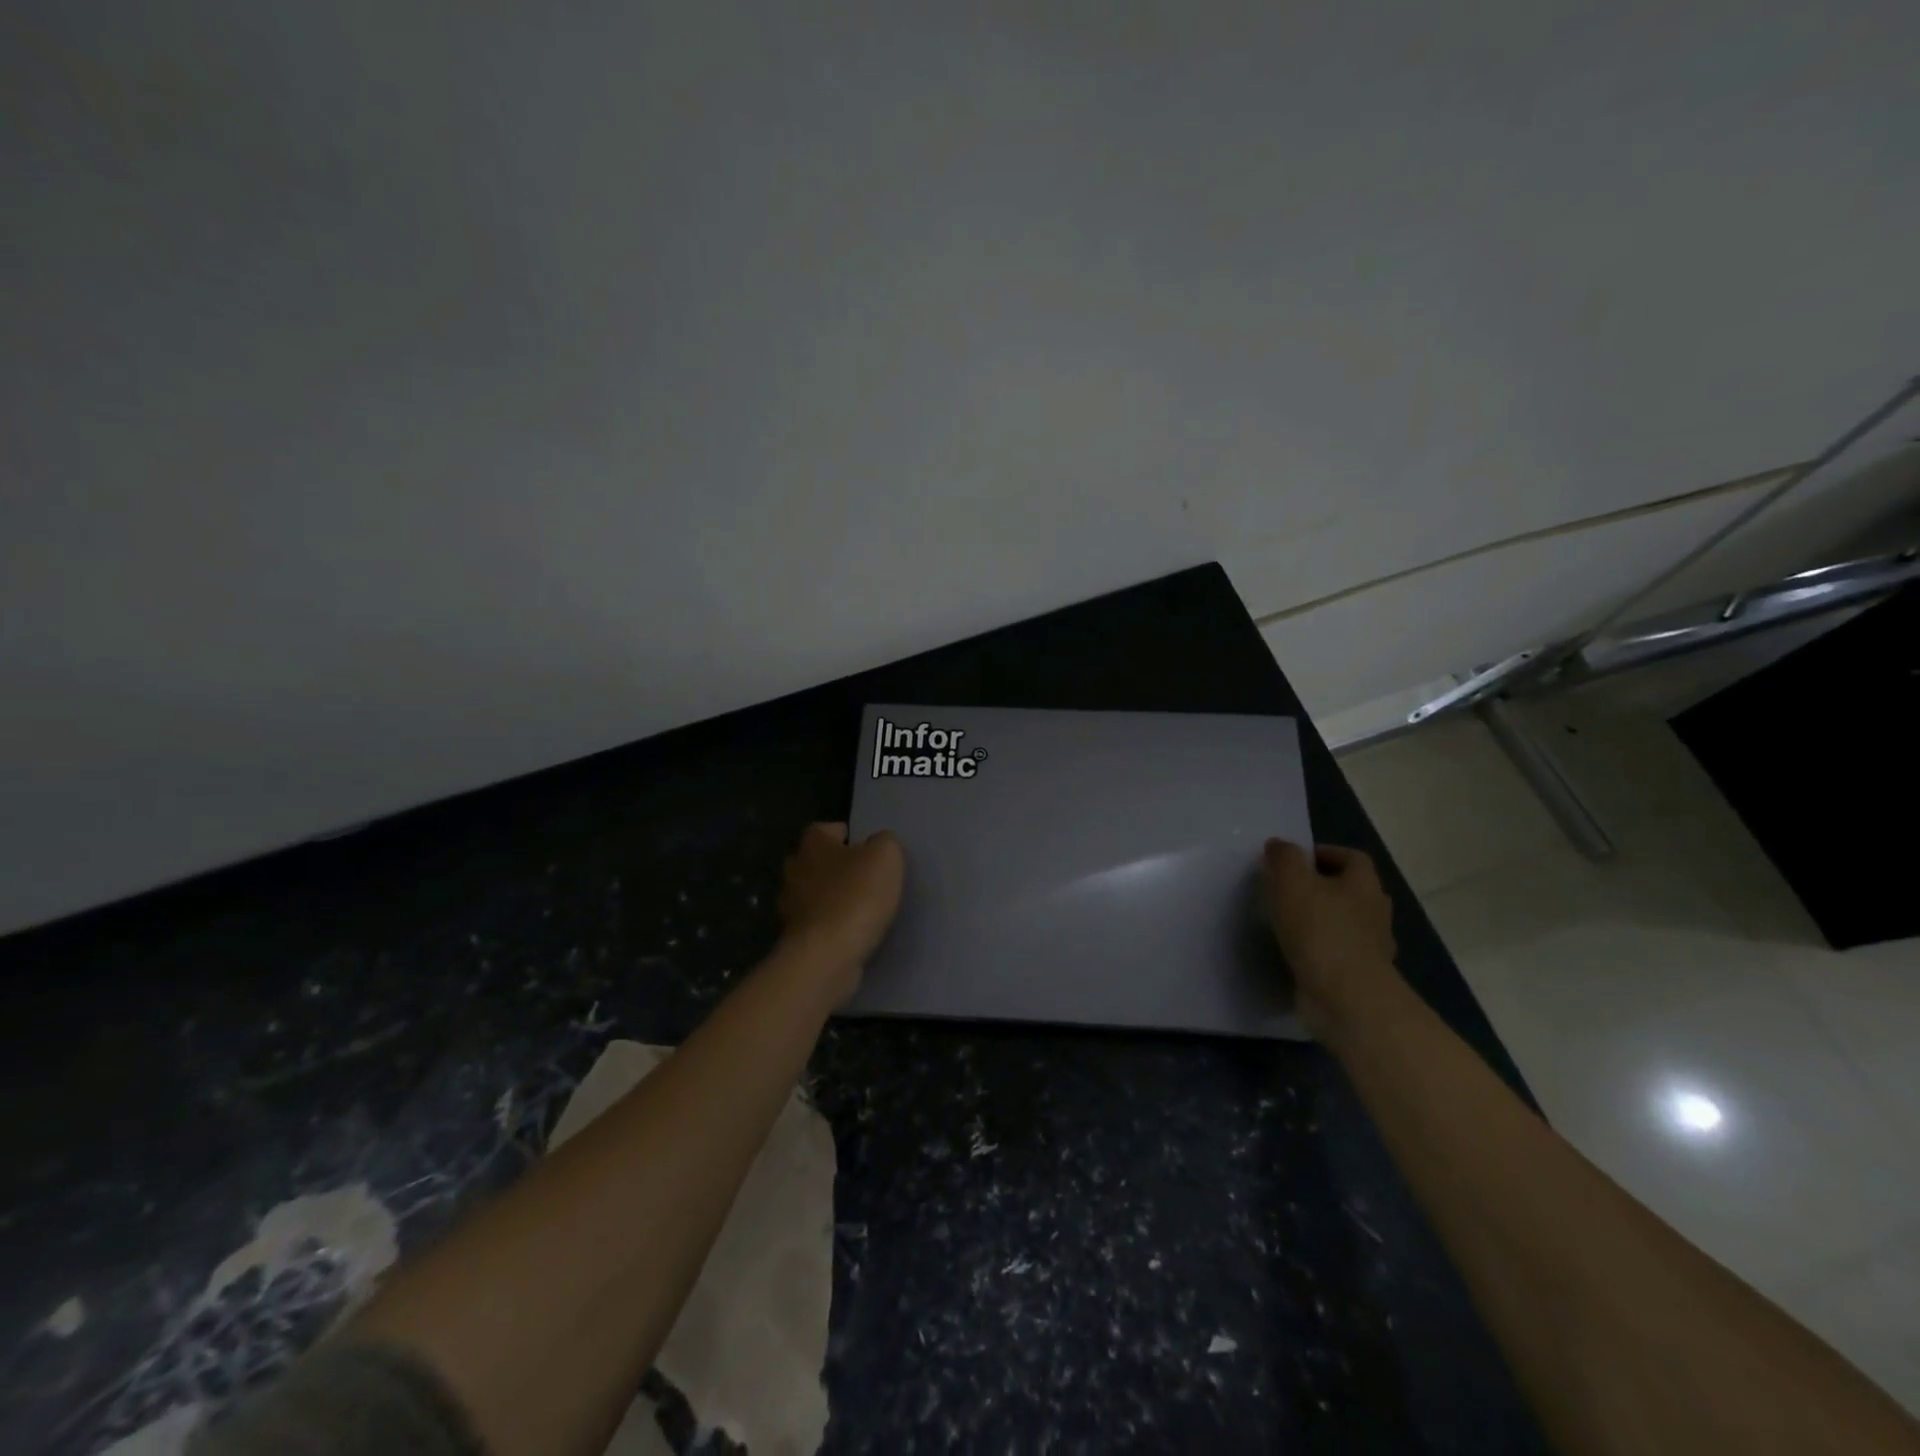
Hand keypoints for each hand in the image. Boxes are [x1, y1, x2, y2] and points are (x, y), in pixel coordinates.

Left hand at [776, 822, 904, 1004]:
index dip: (846, 835)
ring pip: (813, 894)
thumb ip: (884, 842)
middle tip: (865, 878)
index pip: (825, 829)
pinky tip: (851, 934)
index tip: (866, 848)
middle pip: (816, 861)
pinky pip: (816, 925)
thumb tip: (878, 844)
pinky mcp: (796, 939)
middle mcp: (794, 870)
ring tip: (861, 909)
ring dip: (832, 899)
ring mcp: (790, 907)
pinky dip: (830, 927)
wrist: (827, 955)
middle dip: (836, 868)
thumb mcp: (885, 857)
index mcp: (813, 844)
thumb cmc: (855, 897)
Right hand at [1262, 839, 1401, 1039]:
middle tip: (1286, 890)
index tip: (1293, 860)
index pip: (1352, 857)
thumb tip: (1279, 845)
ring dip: (1319, 920)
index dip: (1325, 853)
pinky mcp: (1357, 977)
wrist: (1346, 999)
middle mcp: (1374, 913)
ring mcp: (1370, 948)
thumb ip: (1284, 858)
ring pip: (1343, 924)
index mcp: (1364, 885)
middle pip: (1349, 891)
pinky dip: (1317, 950)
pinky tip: (1293, 953)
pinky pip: (1336, 954)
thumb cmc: (1321, 931)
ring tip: (1284, 922)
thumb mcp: (1292, 882)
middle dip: (1320, 887)